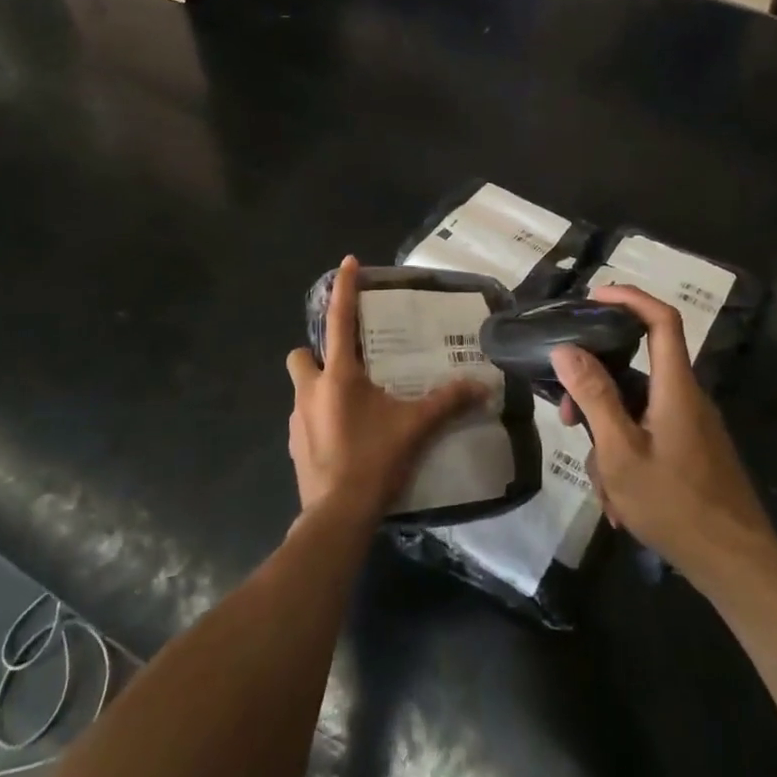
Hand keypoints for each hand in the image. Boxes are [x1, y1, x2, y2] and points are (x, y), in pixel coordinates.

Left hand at [286, 257, 486, 524]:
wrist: (337, 516)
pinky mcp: (294, 446)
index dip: (343, 288)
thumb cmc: (374, 460)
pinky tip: (346, 438)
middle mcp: (310, 390)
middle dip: (317, 354)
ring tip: (354, 407)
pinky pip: (305, 419)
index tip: (346, 261)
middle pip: (301, 355)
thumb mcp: (416, 427)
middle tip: (348, 365)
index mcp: (339, 376)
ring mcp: (296, 420)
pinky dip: (321, 419)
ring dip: (321, 388)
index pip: (339, 320)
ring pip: (302, 388)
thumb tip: (482, 385)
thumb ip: (449, 402)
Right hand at [554, 286, 776, 585]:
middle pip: (636, 370)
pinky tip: (620, 503)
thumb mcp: (621, 452)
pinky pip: (649, 437)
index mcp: (676, 387)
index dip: (630, 298)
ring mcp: (692, 426)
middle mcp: (687, 398)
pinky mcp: (692, 451)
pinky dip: (628, 459)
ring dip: (610, 439)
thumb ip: (594, 397)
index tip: (593, 297)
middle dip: (597, 390)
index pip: (661, 320)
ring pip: (636, 412)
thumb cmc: (675, 505)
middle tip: (568, 418)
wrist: (737, 564)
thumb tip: (566, 349)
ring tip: (603, 487)